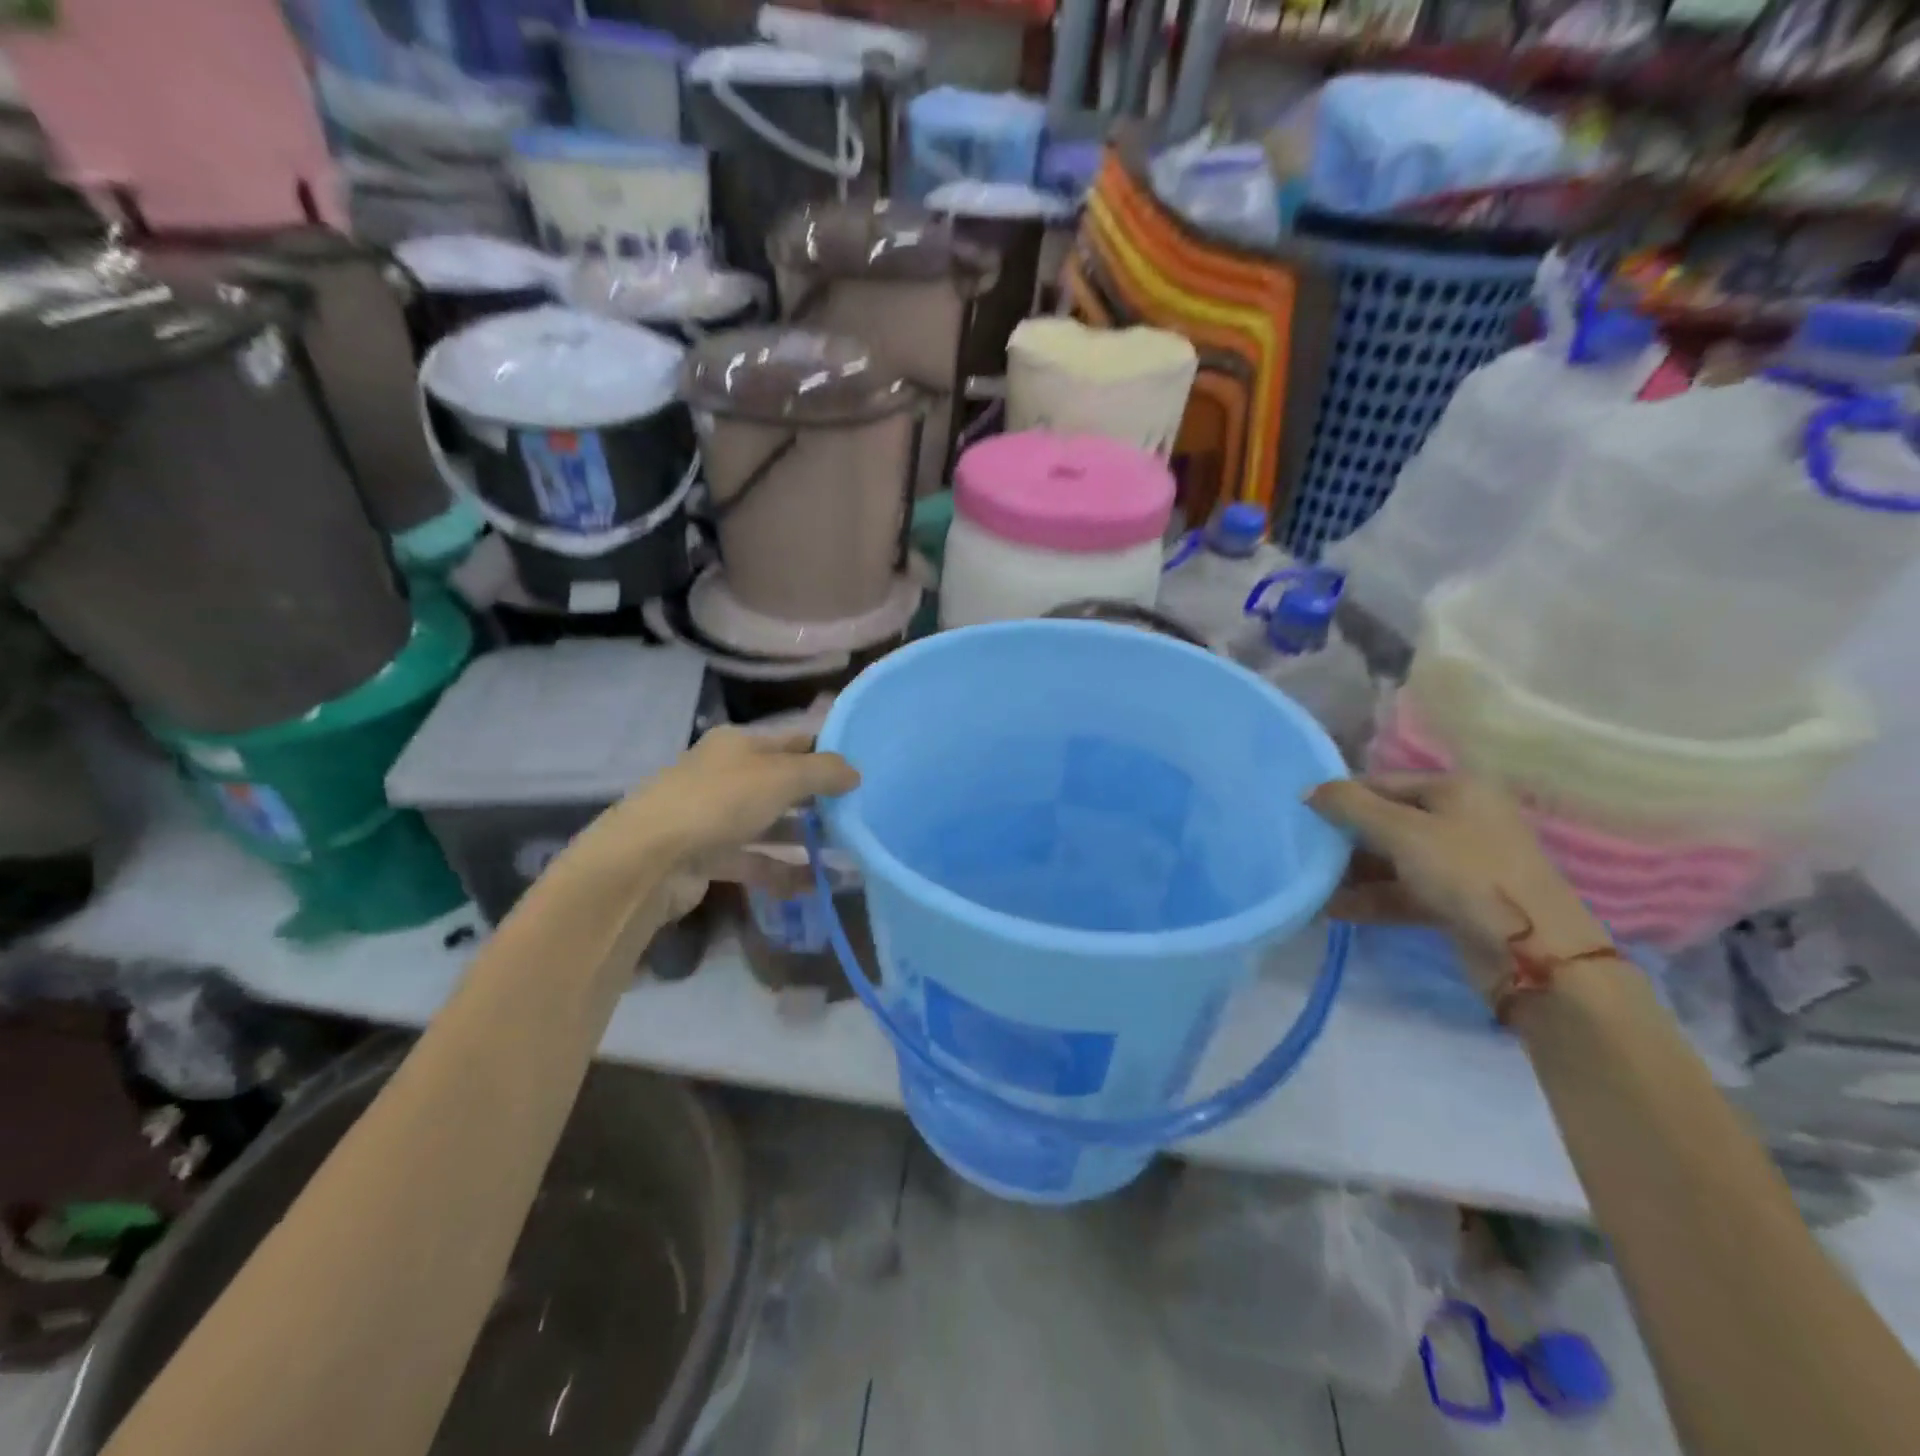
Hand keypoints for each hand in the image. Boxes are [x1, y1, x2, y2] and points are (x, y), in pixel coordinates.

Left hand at [565, 728, 859, 911]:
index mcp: (738, 745)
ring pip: (769, 825)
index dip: (826, 752)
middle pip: (782, 784)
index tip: (863, 770)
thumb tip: (855, 772)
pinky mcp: (708, 857)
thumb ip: (823, 772)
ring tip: (845, 855)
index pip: (792, 741)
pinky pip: (754, 861)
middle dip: (819, 800)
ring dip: (804, 839)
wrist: (648, 860)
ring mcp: (714, 818)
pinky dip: (782, 872)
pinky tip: (813, 886)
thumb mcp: (781, 777)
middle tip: (860, 815)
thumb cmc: (719, 802)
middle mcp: (726, 775)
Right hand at [1307, 774, 1611, 998]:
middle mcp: (1459, 819)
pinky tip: (1330, 909)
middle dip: (1343, 839)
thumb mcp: (1402, 831)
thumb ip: (1350, 806)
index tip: (1300, 816)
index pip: (1382, 782)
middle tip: (1301, 852)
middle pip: (1384, 821)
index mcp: (1455, 789)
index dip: (1341, 797)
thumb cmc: (1467, 873)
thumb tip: (1308, 790)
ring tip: (1309, 886)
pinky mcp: (1453, 900)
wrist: (1533, 953)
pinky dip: (1368, 898)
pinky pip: (1400, 891)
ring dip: (1350, 873)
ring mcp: (1458, 862)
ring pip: (1390, 860)